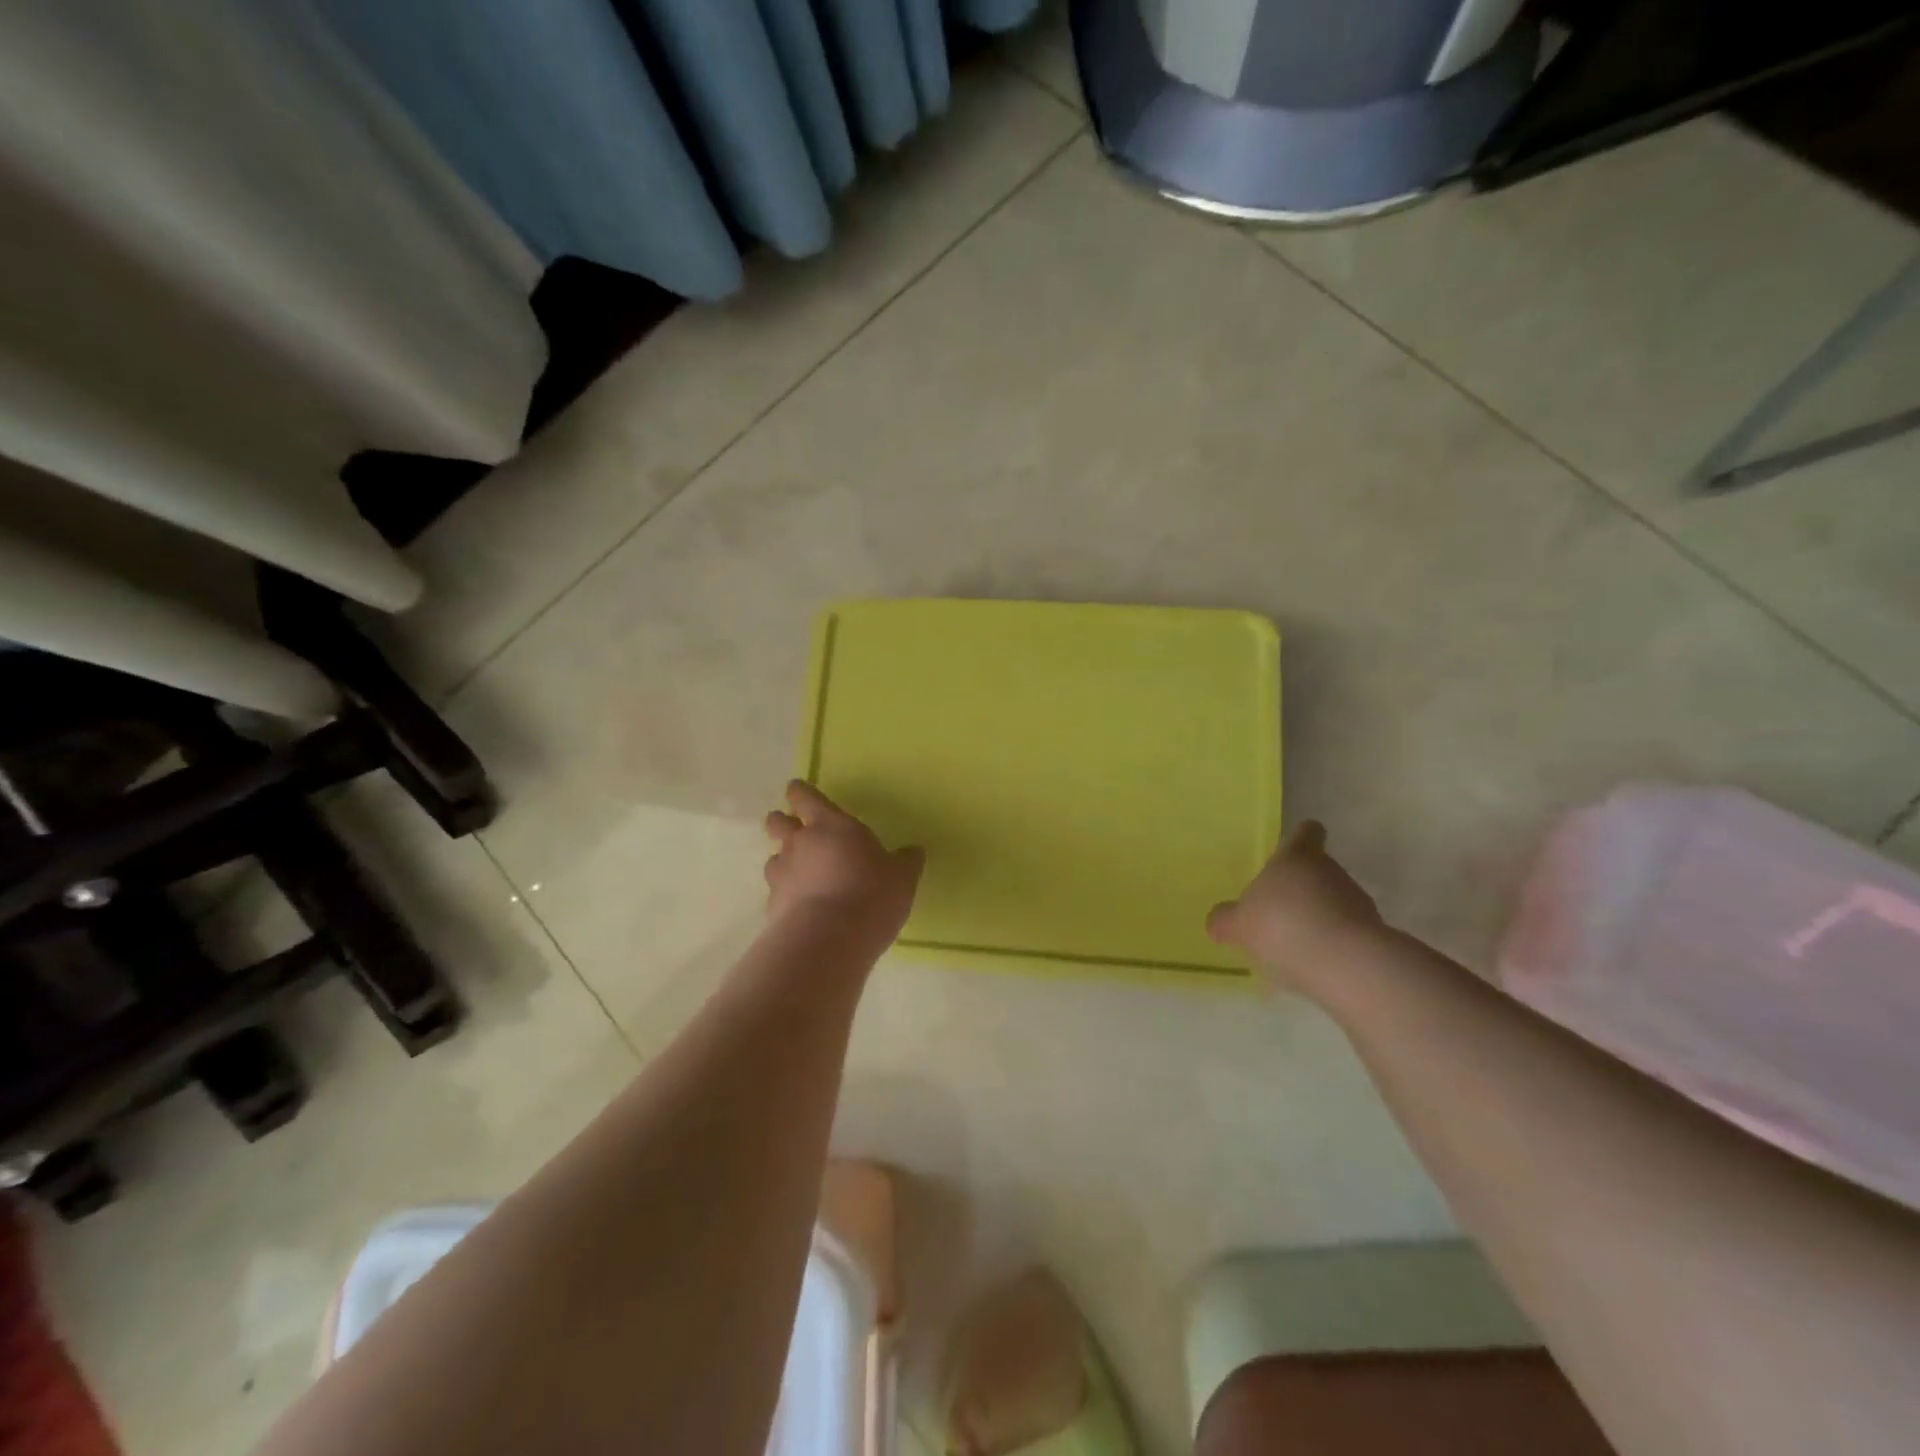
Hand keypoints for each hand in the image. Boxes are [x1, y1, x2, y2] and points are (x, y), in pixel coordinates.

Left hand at [764, 781, 923, 951]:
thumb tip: (914, 851)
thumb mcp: (901, 878)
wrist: (828, 940)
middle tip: (795, 829)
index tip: (796, 790)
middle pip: (778, 822)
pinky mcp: (772, 906)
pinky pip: (776, 891)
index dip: (800, 792)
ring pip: (774, 857)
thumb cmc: (871, 894)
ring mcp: (782, 874)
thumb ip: (905, 862)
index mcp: (831, 825)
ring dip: (784, 861)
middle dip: (783, 822)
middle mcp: (800, 843)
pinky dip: (785, 894)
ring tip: (800, 874)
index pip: (806, 797)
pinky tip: (800, 907)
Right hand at [1206, 821, 1384, 992]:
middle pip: (1318, 870)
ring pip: (1335, 901)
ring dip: (1319, 915)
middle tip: (1279, 910)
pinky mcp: (1374, 935)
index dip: (1301, 839)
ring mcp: (1357, 902)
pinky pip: (1347, 932)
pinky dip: (1333, 942)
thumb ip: (1226, 920)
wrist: (1346, 965)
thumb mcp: (1239, 924)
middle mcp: (1331, 871)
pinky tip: (1315, 962)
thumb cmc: (1282, 926)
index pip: (1306, 833)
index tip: (1294, 850)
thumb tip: (1218, 920)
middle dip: (1303, 887)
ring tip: (1297, 943)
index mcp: (1297, 857)